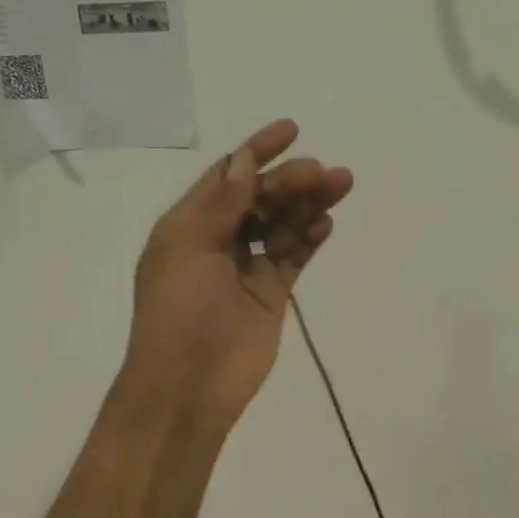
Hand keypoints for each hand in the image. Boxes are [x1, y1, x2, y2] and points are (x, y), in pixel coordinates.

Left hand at [125, 119, 352, 424]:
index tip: (291, 130)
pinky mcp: (271, 293)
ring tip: (340, 186)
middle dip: (290, 180)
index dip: (256, 150)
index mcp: (189, 224)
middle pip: (260, 197)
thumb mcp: (190, 248)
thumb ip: (222, 204)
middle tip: (325, 173)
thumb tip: (244, 159)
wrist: (189, 387)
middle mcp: (218, 240)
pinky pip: (293, 255)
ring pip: (282, 223)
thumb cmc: (179, 312)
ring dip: (307, 203)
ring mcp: (246, 267)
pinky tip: (326, 223)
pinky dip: (309, 237)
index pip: (227, 176)